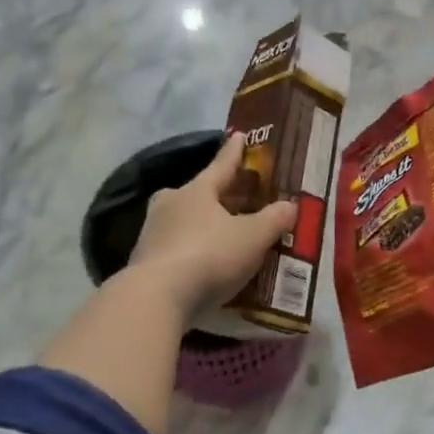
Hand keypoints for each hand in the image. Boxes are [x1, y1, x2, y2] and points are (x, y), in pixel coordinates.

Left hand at [128, 132, 296, 320]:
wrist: (155, 298)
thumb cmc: (209, 256)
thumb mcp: (253, 237)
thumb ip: (274, 219)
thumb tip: (291, 205)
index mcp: (197, 191)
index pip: (221, 165)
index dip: (234, 152)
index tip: (239, 134)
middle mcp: (170, 205)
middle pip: (197, 193)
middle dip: (215, 194)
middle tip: (233, 196)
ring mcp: (152, 233)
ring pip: (183, 221)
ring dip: (201, 225)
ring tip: (220, 234)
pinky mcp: (143, 263)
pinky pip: (175, 248)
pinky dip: (191, 251)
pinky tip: (204, 265)